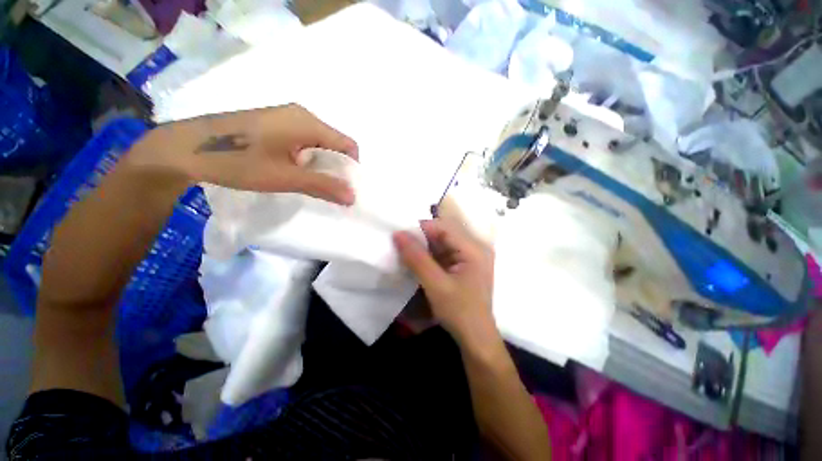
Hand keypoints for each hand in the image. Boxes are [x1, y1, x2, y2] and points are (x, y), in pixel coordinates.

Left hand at [129, 104, 358, 204]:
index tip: (343, 187)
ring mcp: (285, 117)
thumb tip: (353, 197)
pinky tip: (291, 170)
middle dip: (335, 168)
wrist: (185, 148)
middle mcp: (300, 114)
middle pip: (334, 143)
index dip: (351, 168)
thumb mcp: (285, 177)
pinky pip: (303, 141)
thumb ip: (323, 186)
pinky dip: (306, 159)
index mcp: (307, 122)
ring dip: (319, 165)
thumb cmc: (239, 161)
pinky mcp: (273, 124)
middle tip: (326, 189)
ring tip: (306, 182)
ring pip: (318, 144)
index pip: (347, 144)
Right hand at [393, 219, 497, 347]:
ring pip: (440, 245)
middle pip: (442, 235)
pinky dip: (428, 258)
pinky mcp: (462, 267)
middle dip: (420, 239)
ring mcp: (469, 258)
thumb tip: (398, 234)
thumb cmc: (460, 312)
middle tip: (398, 244)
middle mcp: (473, 248)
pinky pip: (442, 256)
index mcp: (473, 248)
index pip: (443, 227)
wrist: (476, 340)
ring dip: (422, 249)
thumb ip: (416, 258)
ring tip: (403, 253)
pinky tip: (415, 263)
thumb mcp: (436, 285)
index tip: (399, 235)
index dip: (420, 228)